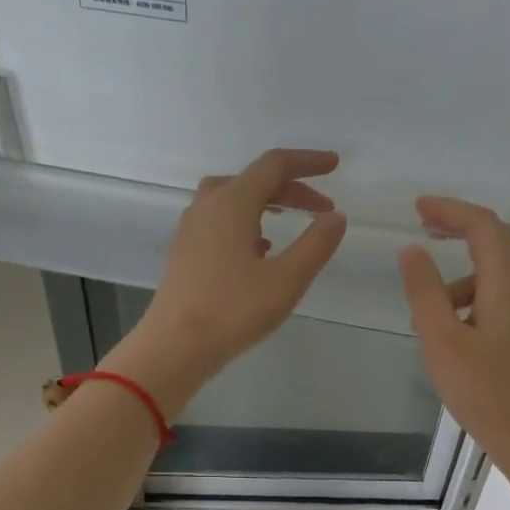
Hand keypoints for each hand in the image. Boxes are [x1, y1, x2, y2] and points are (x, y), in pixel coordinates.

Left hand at [110, 149, 347, 412]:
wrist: (175, 347)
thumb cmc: (233, 312)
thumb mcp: (286, 281)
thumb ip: (316, 245)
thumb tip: (335, 217)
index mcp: (233, 202)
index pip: (275, 166)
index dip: (308, 162)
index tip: (334, 165)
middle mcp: (208, 206)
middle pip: (253, 180)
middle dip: (291, 188)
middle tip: (320, 208)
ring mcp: (191, 229)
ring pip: (232, 199)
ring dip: (265, 203)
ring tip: (289, 223)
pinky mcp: (184, 252)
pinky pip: (219, 222)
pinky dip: (245, 223)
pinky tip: (258, 251)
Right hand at [398, 197, 509, 479]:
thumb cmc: (484, 393)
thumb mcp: (442, 342)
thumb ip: (425, 293)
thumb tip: (411, 251)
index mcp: (507, 285)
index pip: (483, 226)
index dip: (451, 210)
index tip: (417, 208)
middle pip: (498, 240)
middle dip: (460, 228)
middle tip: (423, 229)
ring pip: (499, 271)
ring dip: (462, 273)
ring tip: (427, 307)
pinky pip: (502, 296)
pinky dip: (473, 296)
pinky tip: (452, 330)